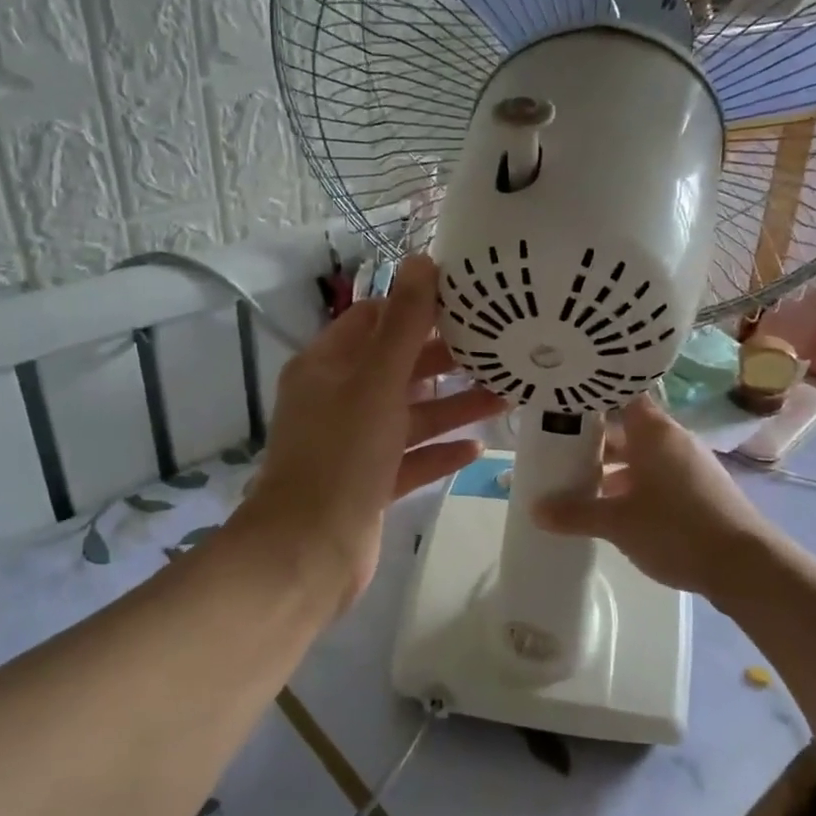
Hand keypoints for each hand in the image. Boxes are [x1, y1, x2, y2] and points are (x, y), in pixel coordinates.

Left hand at [242, 255, 506, 609]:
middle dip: (445, 360)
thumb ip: (404, 324)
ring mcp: (352, 444)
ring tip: (506, 396)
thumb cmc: (342, 455)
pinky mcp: (368, 483)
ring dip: (452, 406)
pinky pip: (410, 458)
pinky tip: (478, 448)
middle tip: (498, 349)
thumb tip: (422, 261)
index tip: (467, 302)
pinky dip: (439, 451)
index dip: (416, 308)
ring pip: (409, 415)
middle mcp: (337, 399)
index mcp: (327, 366)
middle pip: (397, 367)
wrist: (308, 553)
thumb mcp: (376, 381)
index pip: (374, 319)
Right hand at [534, 394, 774, 598]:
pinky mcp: (700, 489)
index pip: (620, 395)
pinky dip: (634, 484)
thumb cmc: (676, 529)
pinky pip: (658, 475)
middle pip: (627, 427)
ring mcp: (690, 464)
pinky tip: (614, 508)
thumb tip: (535, 509)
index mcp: (654, 431)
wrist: (745, 566)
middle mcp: (673, 439)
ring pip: (642, 454)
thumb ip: (576, 513)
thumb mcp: (617, 522)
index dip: (591, 397)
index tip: (561, 403)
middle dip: (594, 439)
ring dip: (613, 466)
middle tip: (557, 448)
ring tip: (579, 482)